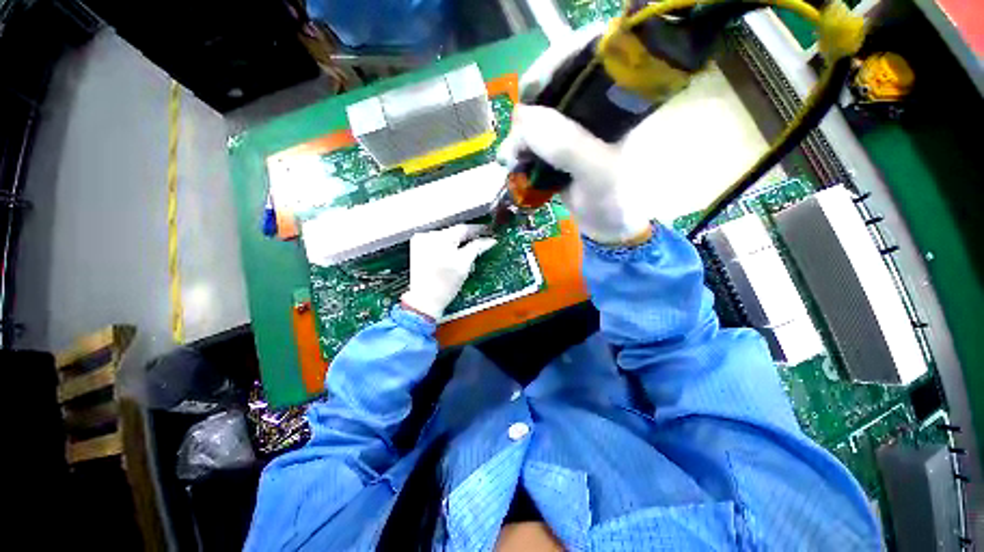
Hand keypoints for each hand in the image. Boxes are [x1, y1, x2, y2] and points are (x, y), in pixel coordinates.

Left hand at [400, 224, 496, 320]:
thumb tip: (488, 240)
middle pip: (455, 232)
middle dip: (469, 237)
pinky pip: (439, 243)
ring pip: (448, 237)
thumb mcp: (464, 265)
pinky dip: (449, 247)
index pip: (464, 228)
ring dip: (459, 242)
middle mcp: (428, 237)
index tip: (489, 232)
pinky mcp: (419, 250)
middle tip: (483, 241)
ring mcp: (421, 243)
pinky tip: (455, 256)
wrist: (425, 301)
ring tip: (470, 251)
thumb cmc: (442, 286)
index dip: (479, 230)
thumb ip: (477, 248)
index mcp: (439, 238)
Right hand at [497, 26, 652, 245]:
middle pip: (554, 85)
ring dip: (521, 133)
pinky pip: (533, 137)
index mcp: (617, 99)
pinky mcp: (559, 147)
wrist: (608, 226)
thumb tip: (522, 118)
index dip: (554, 65)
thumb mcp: (597, 172)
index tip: (529, 91)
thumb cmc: (614, 201)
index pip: (586, 56)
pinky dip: (520, 147)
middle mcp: (594, 106)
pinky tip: (512, 162)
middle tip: (517, 139)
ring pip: (539, 114)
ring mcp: (573, 128)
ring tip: (510, 157)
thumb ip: (566, 145)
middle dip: (530, 109)